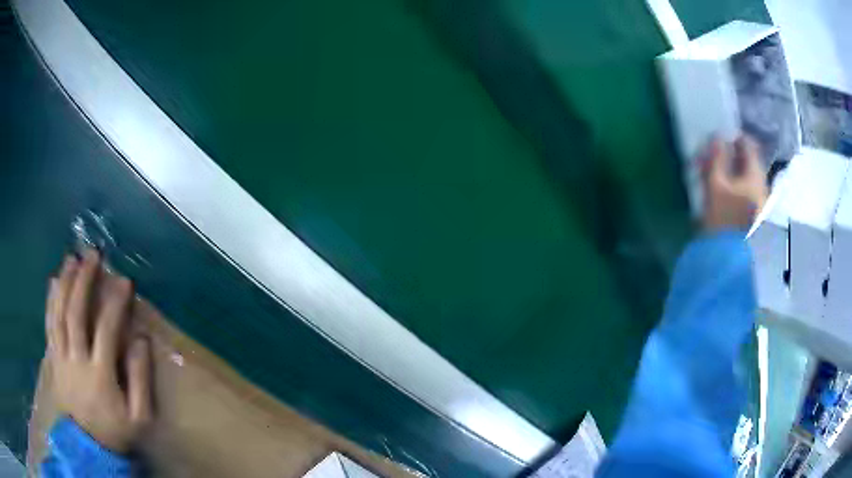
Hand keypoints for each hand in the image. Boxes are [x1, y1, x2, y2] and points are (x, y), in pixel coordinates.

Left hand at [46, 249, 152, 453]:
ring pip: (59, 314)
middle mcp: (76, 359)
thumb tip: (141, 340)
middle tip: (92, 254)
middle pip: (76, 313)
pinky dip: (50, 301)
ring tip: (71, 259)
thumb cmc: (116, 431)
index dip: (114, 302)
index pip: (106, 330)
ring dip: (65, 284)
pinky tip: (53, 282)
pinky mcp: (53, 359)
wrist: (90, 447)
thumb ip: (140, 380)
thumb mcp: (139, 418)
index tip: (123, 280)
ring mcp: (61, 358)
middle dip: (83, 280)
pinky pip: (49, 325)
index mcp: (99, 374)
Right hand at [702, 136, 768, 230]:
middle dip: (731, 156)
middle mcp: (762, 186)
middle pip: (748, 162)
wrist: (730, 262)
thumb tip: (717, 137)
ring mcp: (761, 203)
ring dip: (731, 173)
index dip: (734, 137)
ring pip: (747, 177)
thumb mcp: (715, 185)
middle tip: (713, 158)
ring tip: (715, 178)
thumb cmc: (724, 220)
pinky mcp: (756, 217)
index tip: (719, 138)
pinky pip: (746, 192)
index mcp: (756, 175)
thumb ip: (717, 158)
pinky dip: (735, 188)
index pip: (749, 144)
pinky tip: (724, 195)